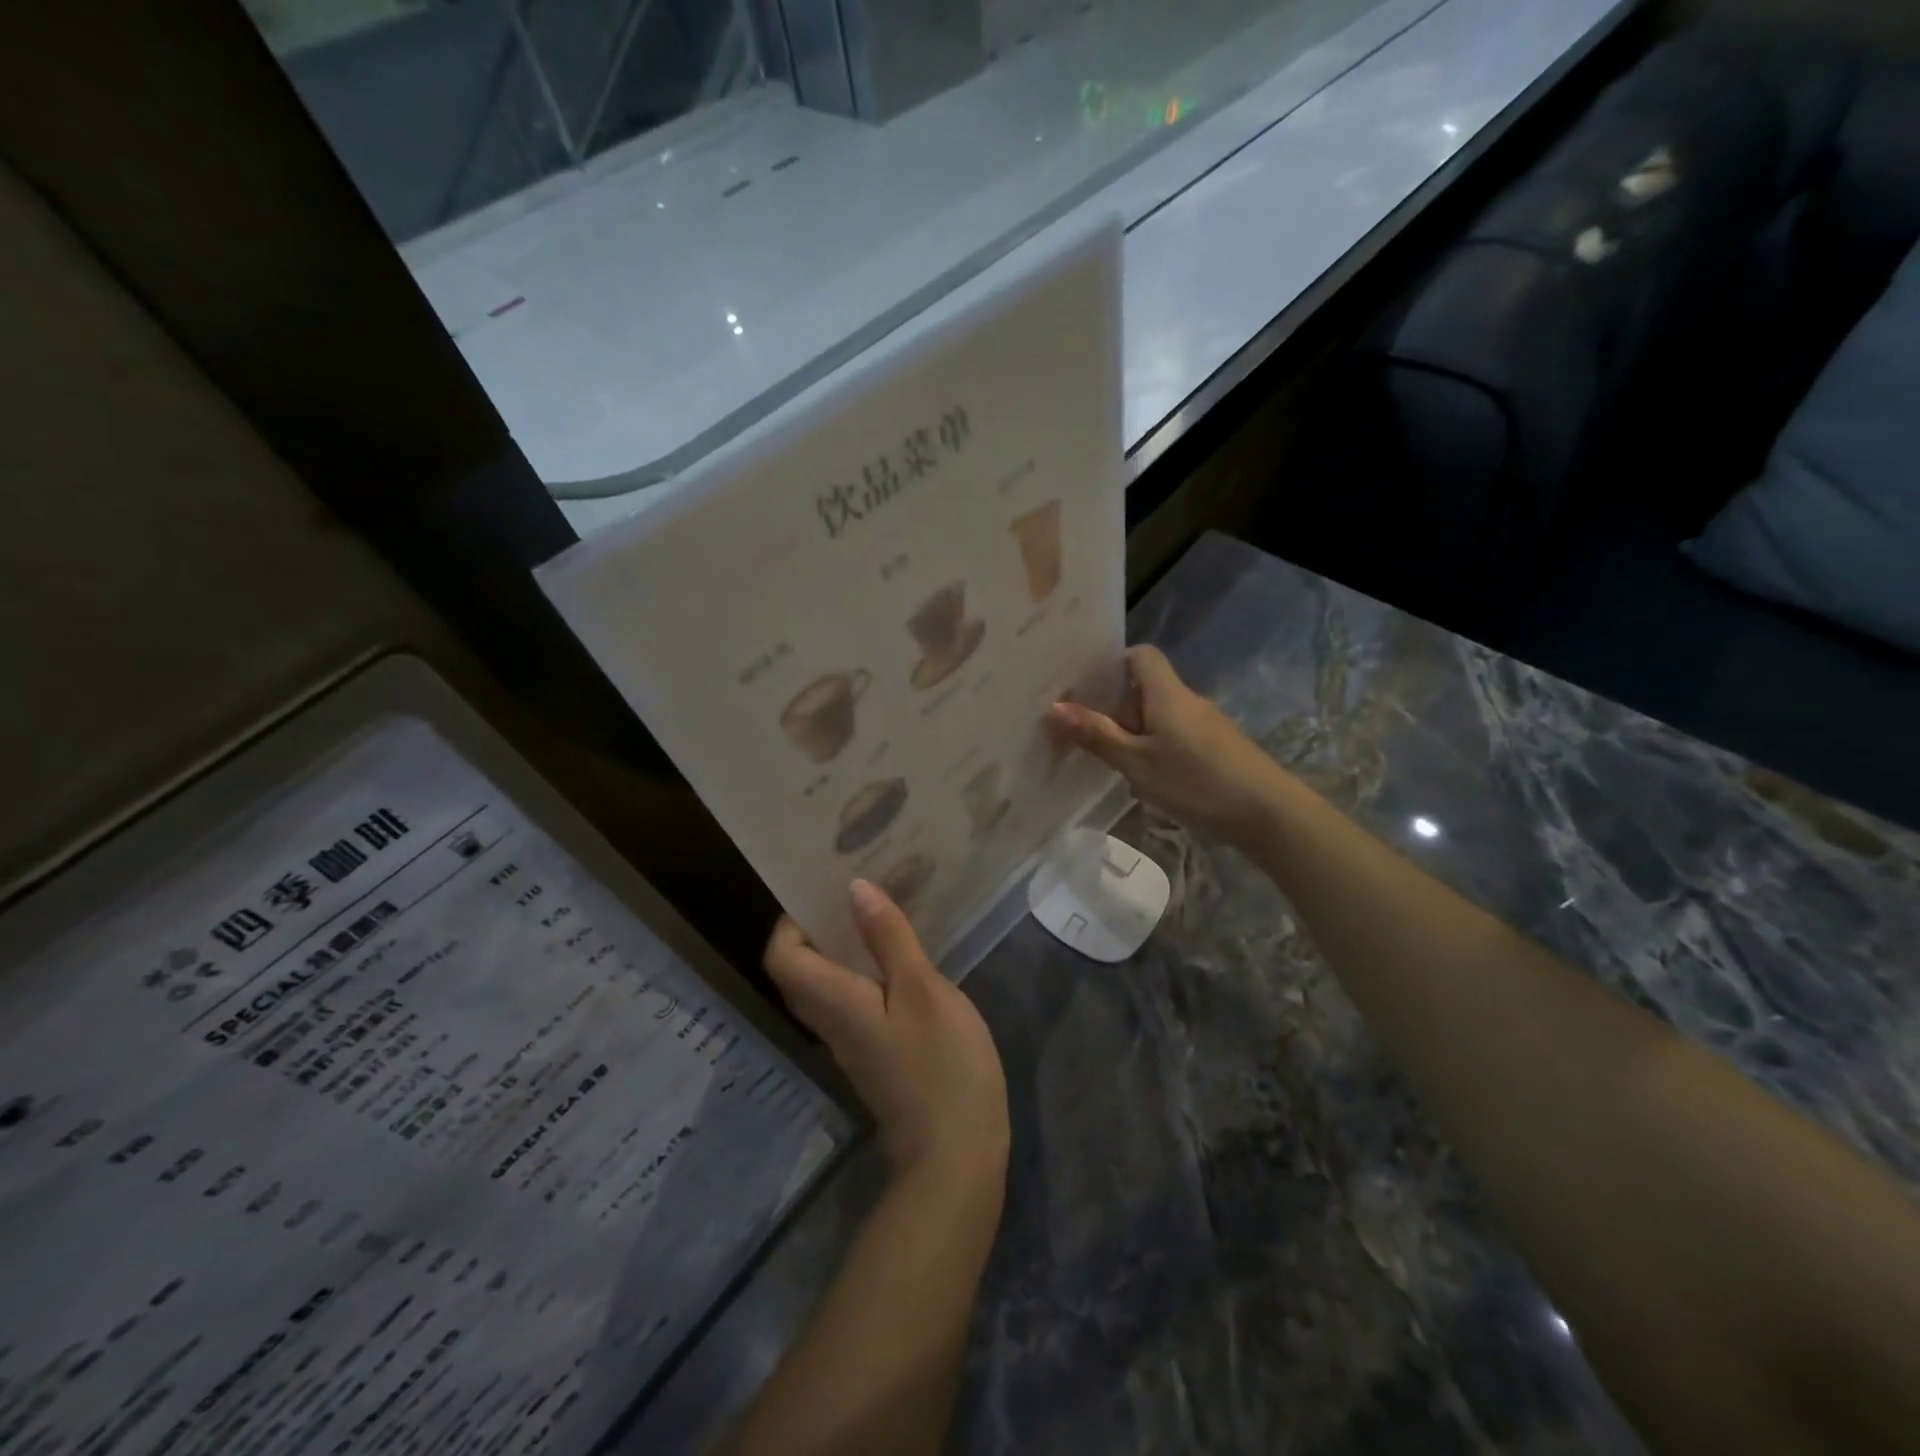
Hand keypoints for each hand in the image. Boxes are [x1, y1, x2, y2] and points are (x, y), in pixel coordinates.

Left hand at [765, 882, 1009, 1194]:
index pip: (782, 958)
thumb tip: (854, 889)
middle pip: (799, 972)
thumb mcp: (922, 990)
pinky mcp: (876, 1056)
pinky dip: (864, 975)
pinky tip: (901, 962)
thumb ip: (887, 939)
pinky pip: (852, 1004)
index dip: (791, 922)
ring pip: (827, 988)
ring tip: (879, 917)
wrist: (956, 1155)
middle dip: (817, 930)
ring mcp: (853, 1044)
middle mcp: (831, 1023)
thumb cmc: (941, 1065)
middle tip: (853, 896)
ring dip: (842, 951)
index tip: (824, 893)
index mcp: (833, 1002)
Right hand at [1050, 644, 1288, 849]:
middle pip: (1145, 691)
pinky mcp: (1217, 750)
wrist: (1268, 814)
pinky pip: (1176, 737)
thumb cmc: (1196, 781)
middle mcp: (1188, 701)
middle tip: (1084, 737)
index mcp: (1167, 694)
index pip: (1141, 655)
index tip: (1087, 687)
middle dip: (1115, 710)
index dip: (1114, 663)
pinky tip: (1147, 781)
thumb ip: (1096, 735)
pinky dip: (1156, 750)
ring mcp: (1206, 726)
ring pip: (1159, 718)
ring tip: (1110, 764)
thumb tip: (1054, 708)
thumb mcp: (1136, 762)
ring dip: (1134, 735)